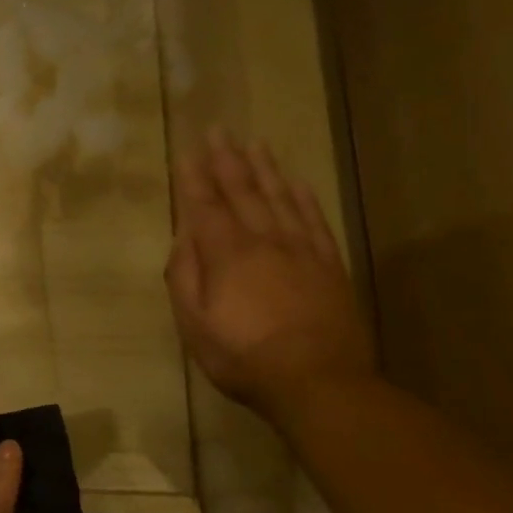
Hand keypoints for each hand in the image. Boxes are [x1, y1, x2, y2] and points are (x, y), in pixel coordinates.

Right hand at [168, 130, 375, 427]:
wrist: (318, 381)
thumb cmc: (243, 356)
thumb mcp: (195, 324)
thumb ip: (184, 277)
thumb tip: (182, 238)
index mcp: (227, 255)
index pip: (206, 206)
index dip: (195, 178)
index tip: (187, 150)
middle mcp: (265, 241)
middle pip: (243, 192)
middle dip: (227, 160)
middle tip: (218, 131)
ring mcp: (302, 250)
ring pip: (280, 198)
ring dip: (264, 169)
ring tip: (254, 143)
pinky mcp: (330, 264)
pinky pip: (314, 220)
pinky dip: (303, 197)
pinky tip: (295, 182)